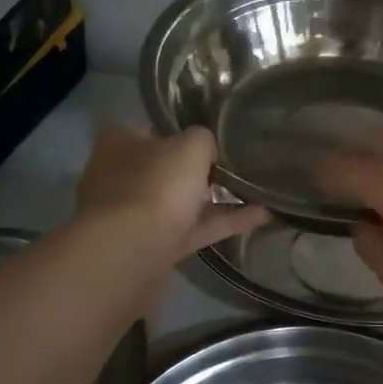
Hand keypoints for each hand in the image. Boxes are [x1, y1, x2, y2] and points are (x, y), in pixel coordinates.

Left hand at [74, 125, 268, 258]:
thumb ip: (203, 140)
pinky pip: (194, 229)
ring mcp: (134, 215)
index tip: (216, 142)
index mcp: (121, 143)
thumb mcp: (191, 147)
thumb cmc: (157, 185)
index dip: (185, 135)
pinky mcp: (153, 247)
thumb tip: (207, 149)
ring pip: (182, 203)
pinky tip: (262, 217)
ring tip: (260, 193)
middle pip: (168, 170)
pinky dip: (224, 223)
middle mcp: (122, 176)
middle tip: (240, 168)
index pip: (154, 132)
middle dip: (201, 172)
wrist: (130, 251)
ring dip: (219, 200)